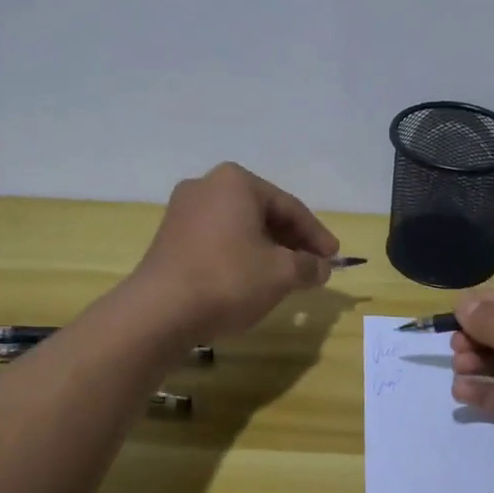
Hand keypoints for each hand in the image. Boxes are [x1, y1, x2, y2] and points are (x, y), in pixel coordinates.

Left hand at [130, 163, 338, 338]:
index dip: (316, 235)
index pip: (289, 207)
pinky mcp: (169, 237)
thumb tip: (321, 267)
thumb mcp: (282, 273)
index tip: (334, 257)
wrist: (159, 311)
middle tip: (312, 266)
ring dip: (266, 250)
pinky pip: (217, 239)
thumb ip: (308, 266)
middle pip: (263, 213)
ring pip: (239, 227)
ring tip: (285, 276)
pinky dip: (239, 255)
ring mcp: (183, 211)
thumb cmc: (229, 279)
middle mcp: (207, 186)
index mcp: (236, 182)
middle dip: (290, 241)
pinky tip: (251, 279)